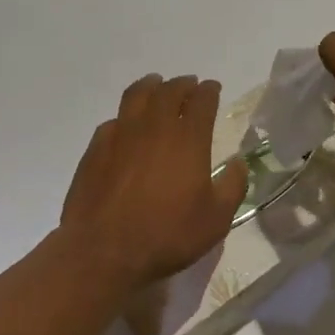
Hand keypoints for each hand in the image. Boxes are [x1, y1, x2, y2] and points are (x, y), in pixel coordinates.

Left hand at [60, 74, 249, 291]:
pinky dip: (125, 116)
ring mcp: (121, 134)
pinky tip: (126, 126)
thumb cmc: (167, 235)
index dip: (209, 91)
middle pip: (169, 90)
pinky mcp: (96, 148)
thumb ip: (233, 186)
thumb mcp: (216, 219)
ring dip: (151, 86)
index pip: (202, 101)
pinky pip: (113, 120)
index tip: (213, 88)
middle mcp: (154, 127)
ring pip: (137, 95)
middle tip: (189, 85)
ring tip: (157, 85)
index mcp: (187, 139)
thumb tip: (238, 163)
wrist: (103, 250)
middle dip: (183, 84)